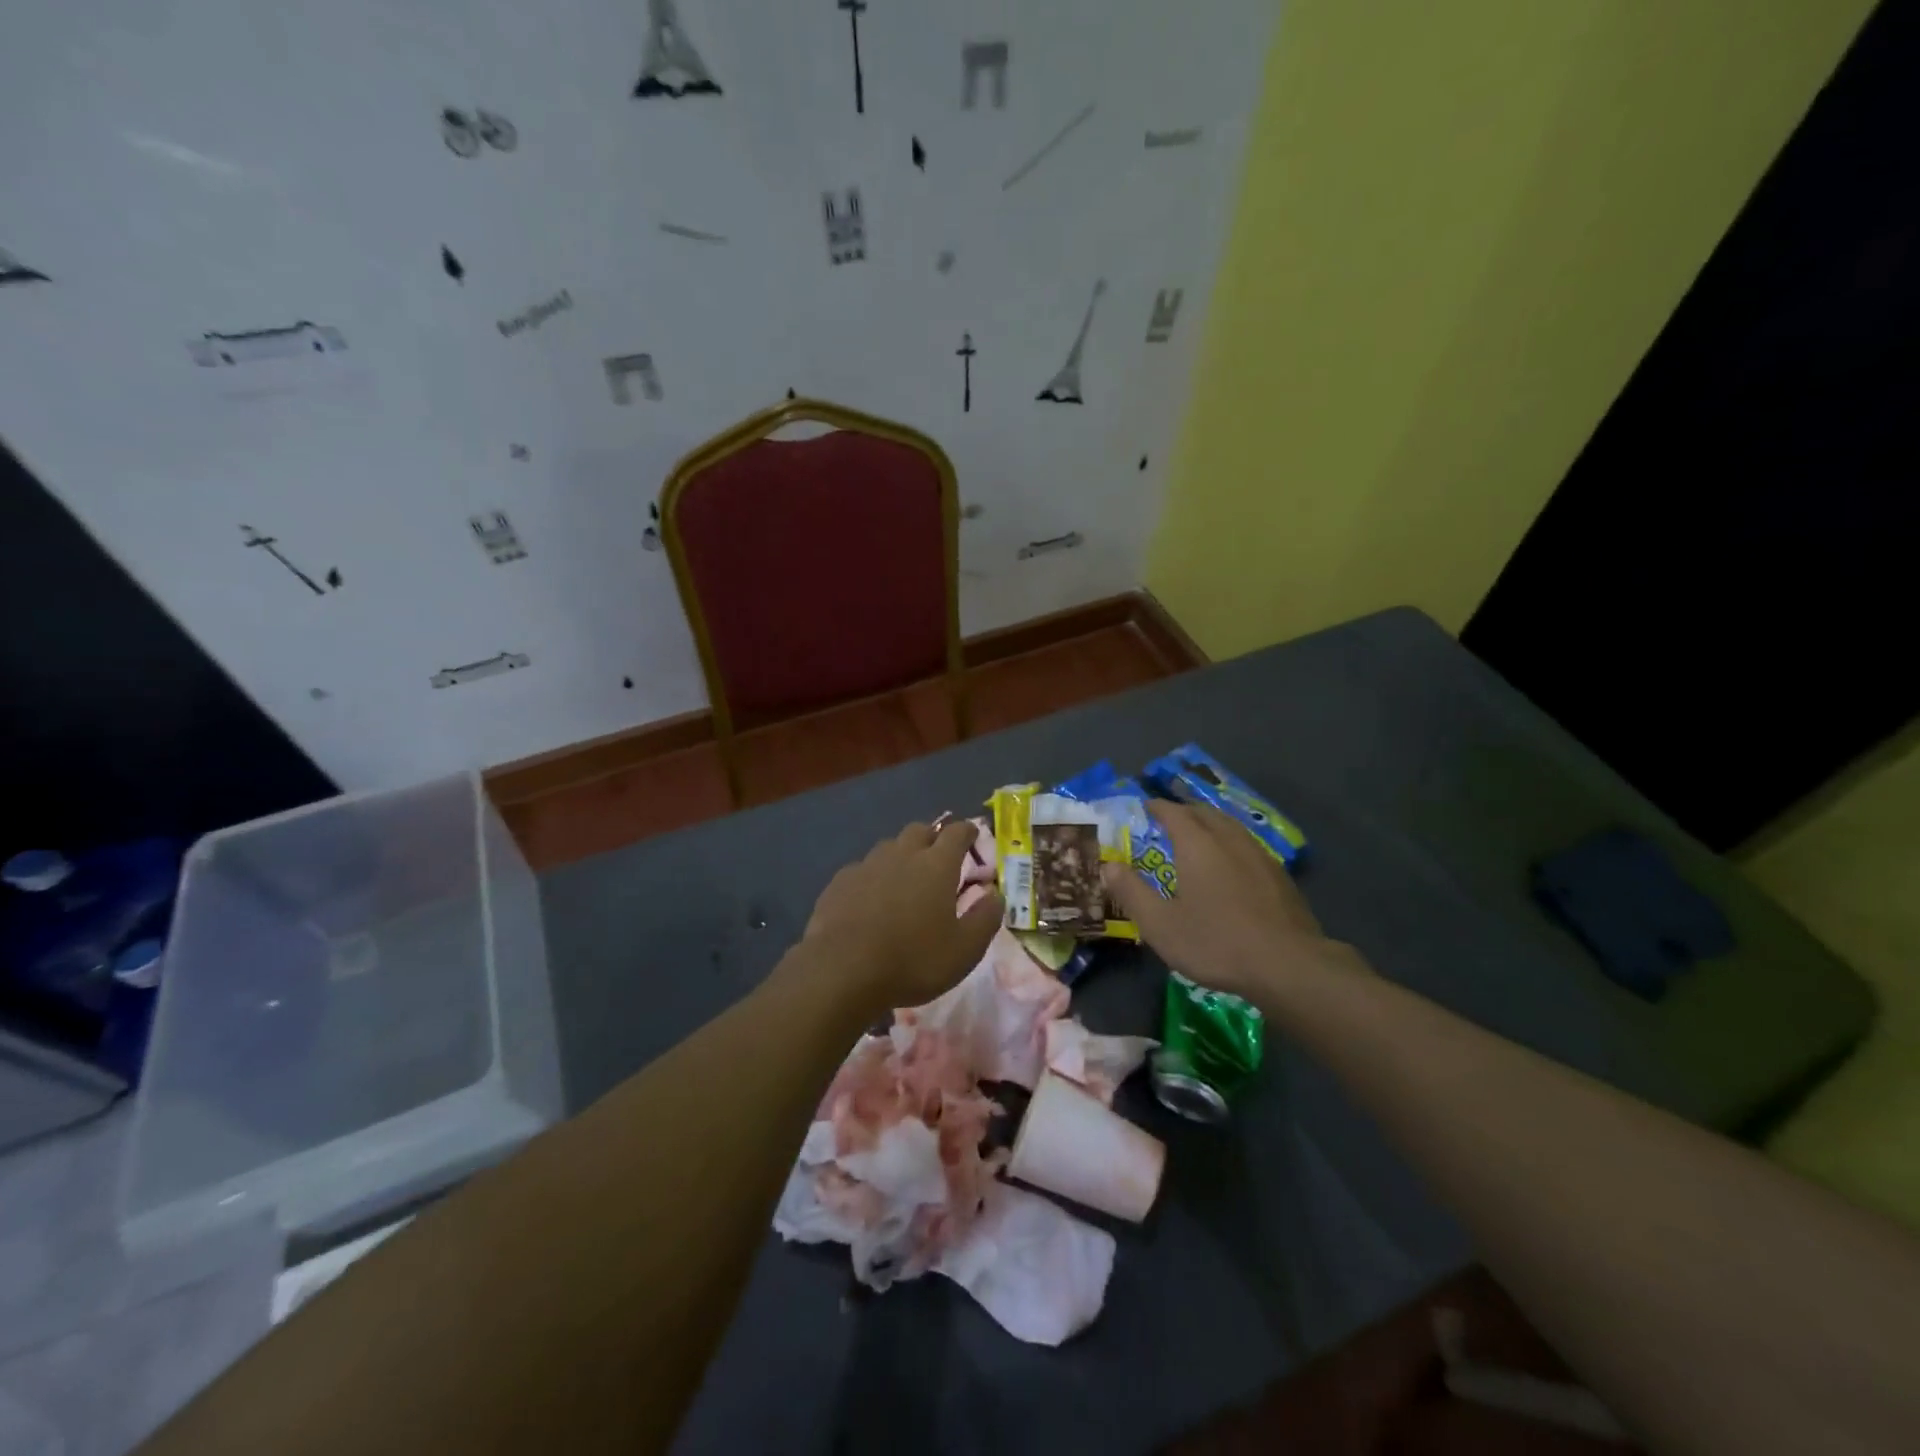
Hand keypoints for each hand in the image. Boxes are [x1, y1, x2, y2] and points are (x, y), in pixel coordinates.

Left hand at [799, 819, 1003, 1016]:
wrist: (842, 971)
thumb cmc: (913, 961)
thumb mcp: (964, 950)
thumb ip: (985, 919)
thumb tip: (996, 895)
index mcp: (936, 865)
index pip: (957, 832)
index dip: (967, 831)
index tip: (972, 835)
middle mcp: (902, 854)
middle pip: (920, 830)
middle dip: (933, 837)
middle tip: (939, 857)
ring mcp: (867, 865)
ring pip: (889, 846)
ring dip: (901, 854)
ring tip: (905, 877)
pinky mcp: (840, 882)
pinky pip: (862, 868)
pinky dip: (873, 876)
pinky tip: (870, 898)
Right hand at [1101, 801, 1360, 1009]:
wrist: (1287, 965)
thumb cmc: (1215, 942)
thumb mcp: (1160, 925)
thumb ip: (1131, 892)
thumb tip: (1108, 867)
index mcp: (1197, 845)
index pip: (1173, 813)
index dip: (1157, 807)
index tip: (1146, 806)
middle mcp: (1228, 840)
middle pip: (1204, 813)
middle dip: (1184, 811)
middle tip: (1169, 818)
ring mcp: (1259, 855)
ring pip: (1230, 826)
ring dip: (1210, 823)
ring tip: (1199, 834)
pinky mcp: (1279, 875)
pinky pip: (1248, 844)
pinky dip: (1231, 842)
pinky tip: (1232, 863)